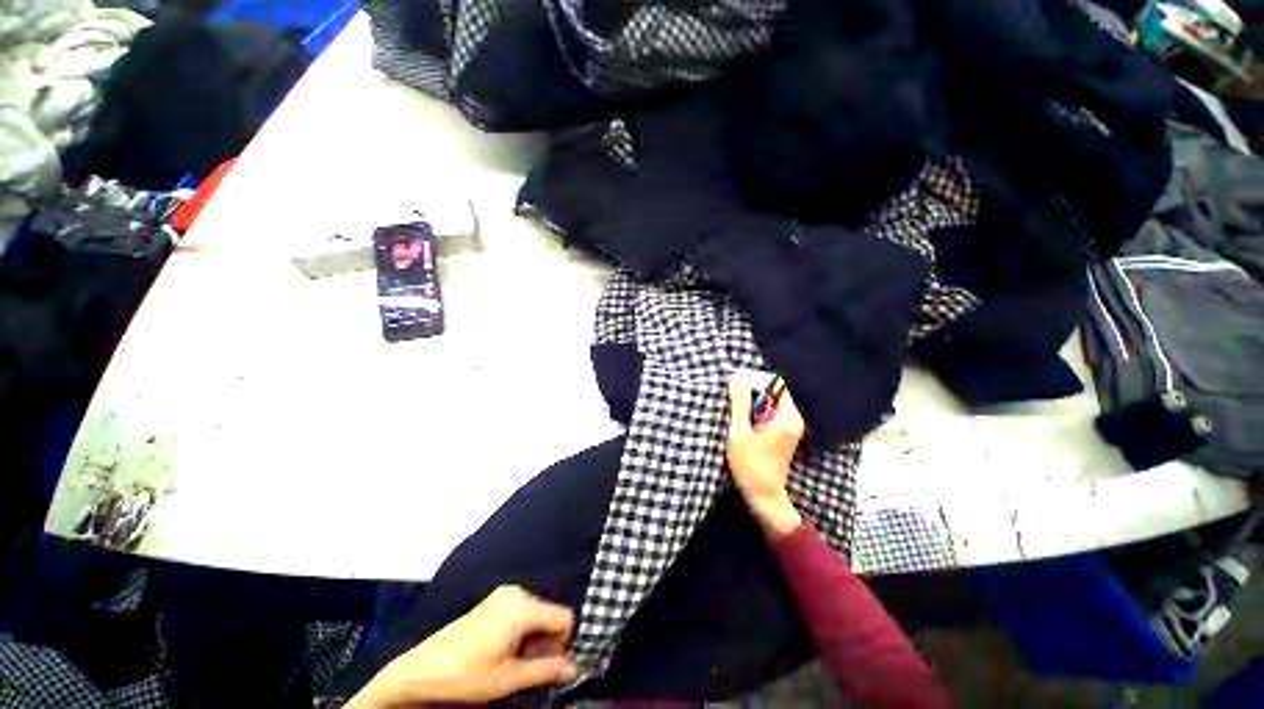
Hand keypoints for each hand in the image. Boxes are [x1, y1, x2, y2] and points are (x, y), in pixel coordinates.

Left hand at [350, 585, 578, 706]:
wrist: (421, 669)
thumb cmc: (467, 675)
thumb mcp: (509, 679)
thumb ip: (546, 671)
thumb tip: (575, 669)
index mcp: (523, 607)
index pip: (564, 617)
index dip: (565, 644)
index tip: (551, 667)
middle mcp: (517, 593)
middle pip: (550, 614)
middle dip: (547, 642)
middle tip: (532, 670)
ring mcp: (503, 594)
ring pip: (536, 615)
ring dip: (534, 639)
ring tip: (515, 664)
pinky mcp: (493, 600)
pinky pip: (521, 612)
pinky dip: (522, 631)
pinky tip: (505, 651)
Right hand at [727, 369, 804, 537]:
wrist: (764, 495)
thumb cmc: (749, 466)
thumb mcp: (739, 432)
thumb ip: (740, 403)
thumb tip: (737, 377)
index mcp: (786, 417)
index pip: (776, 383)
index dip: (755, 379)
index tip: (736, 387)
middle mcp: (794, 417)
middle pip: (775, 388)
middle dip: (753, 387)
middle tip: (733, 395)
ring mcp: (791, 424)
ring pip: (772, 398)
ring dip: (754, 397)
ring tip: (736, 405)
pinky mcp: (785, 430)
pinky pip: (772, 408)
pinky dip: (757, 407)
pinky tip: (744, 416)